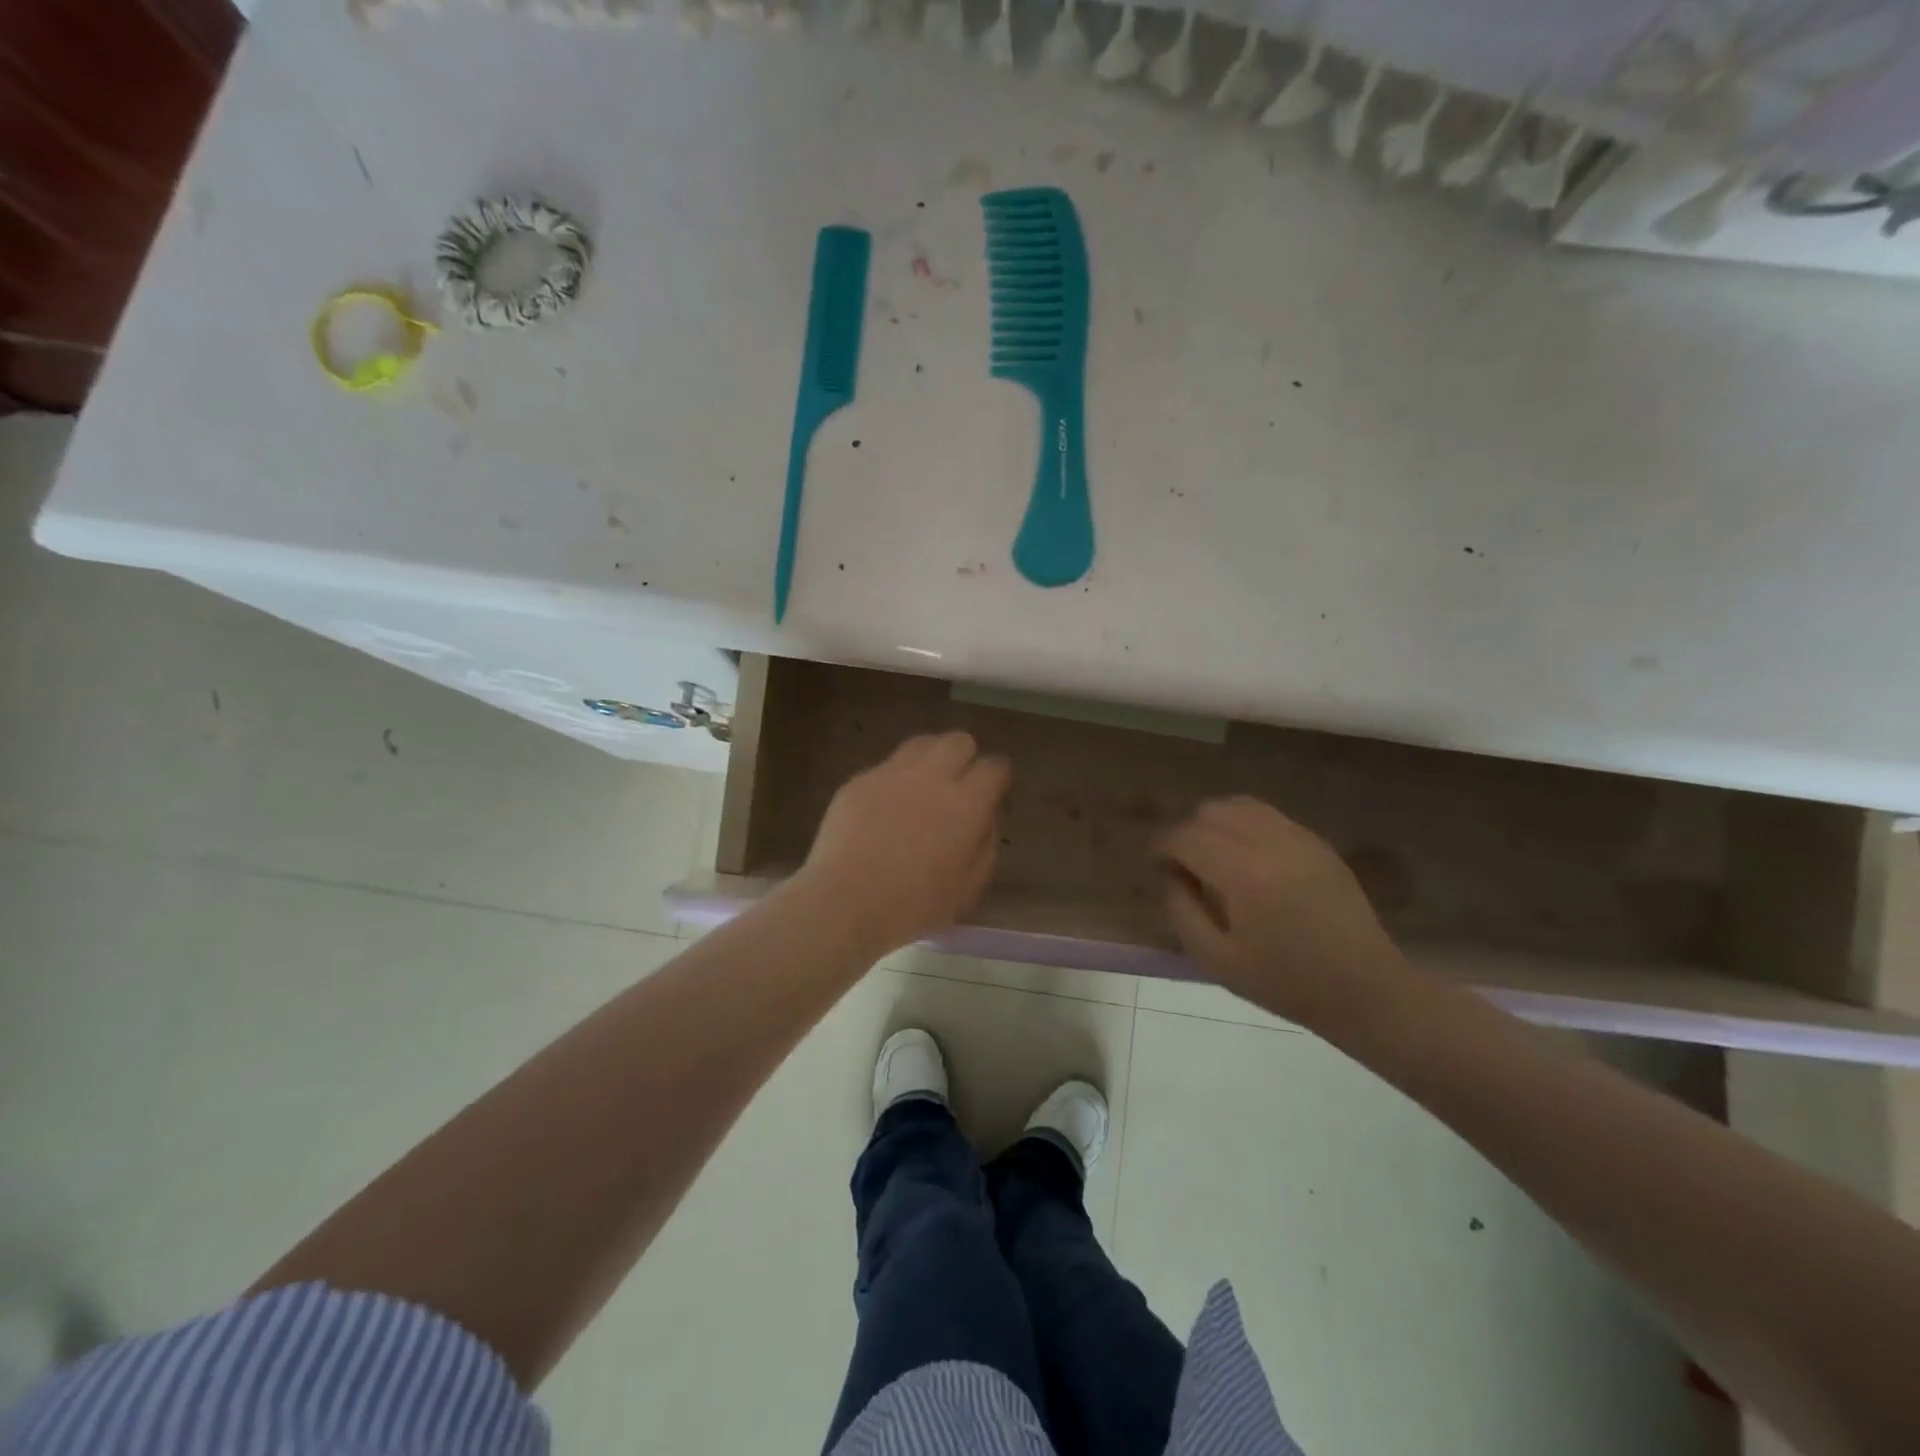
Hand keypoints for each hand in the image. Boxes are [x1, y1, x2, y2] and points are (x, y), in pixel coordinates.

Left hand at [792, 732, 1010, 956]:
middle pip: (959, 741)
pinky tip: (886, 807)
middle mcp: (932, 777)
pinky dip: (895, 779)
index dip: (997, 778)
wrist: (844, 904)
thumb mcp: (968, 889)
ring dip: (931, 758)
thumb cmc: (913, 907)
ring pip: (922, 743)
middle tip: (957, 787)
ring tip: (923, 787)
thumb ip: (985, 845)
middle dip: (965, 759)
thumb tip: (985, 818)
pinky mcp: (859, 780)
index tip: (992, 794)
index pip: (994, 766)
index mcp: (966, 804)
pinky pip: (887, 766)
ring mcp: (892, 774)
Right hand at [1161, 796, 1414, 1030]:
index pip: (1187, 837)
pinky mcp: (1317, 843)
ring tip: (1214, 857)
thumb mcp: (1217, 960)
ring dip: (1217, 824)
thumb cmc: (1286, 982)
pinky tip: (1248, 859)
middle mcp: (1269, 842)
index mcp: (1242, 873)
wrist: (1365, 989)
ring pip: (1240, 805)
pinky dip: (1245, 826)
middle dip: (1189, 832)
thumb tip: (1172, 876)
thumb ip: (1182, 912)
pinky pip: (1269, 816)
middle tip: (1185, 866)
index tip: (1156, 866)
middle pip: (1211, 811)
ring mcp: (1298, 838)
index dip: (1163, 847)